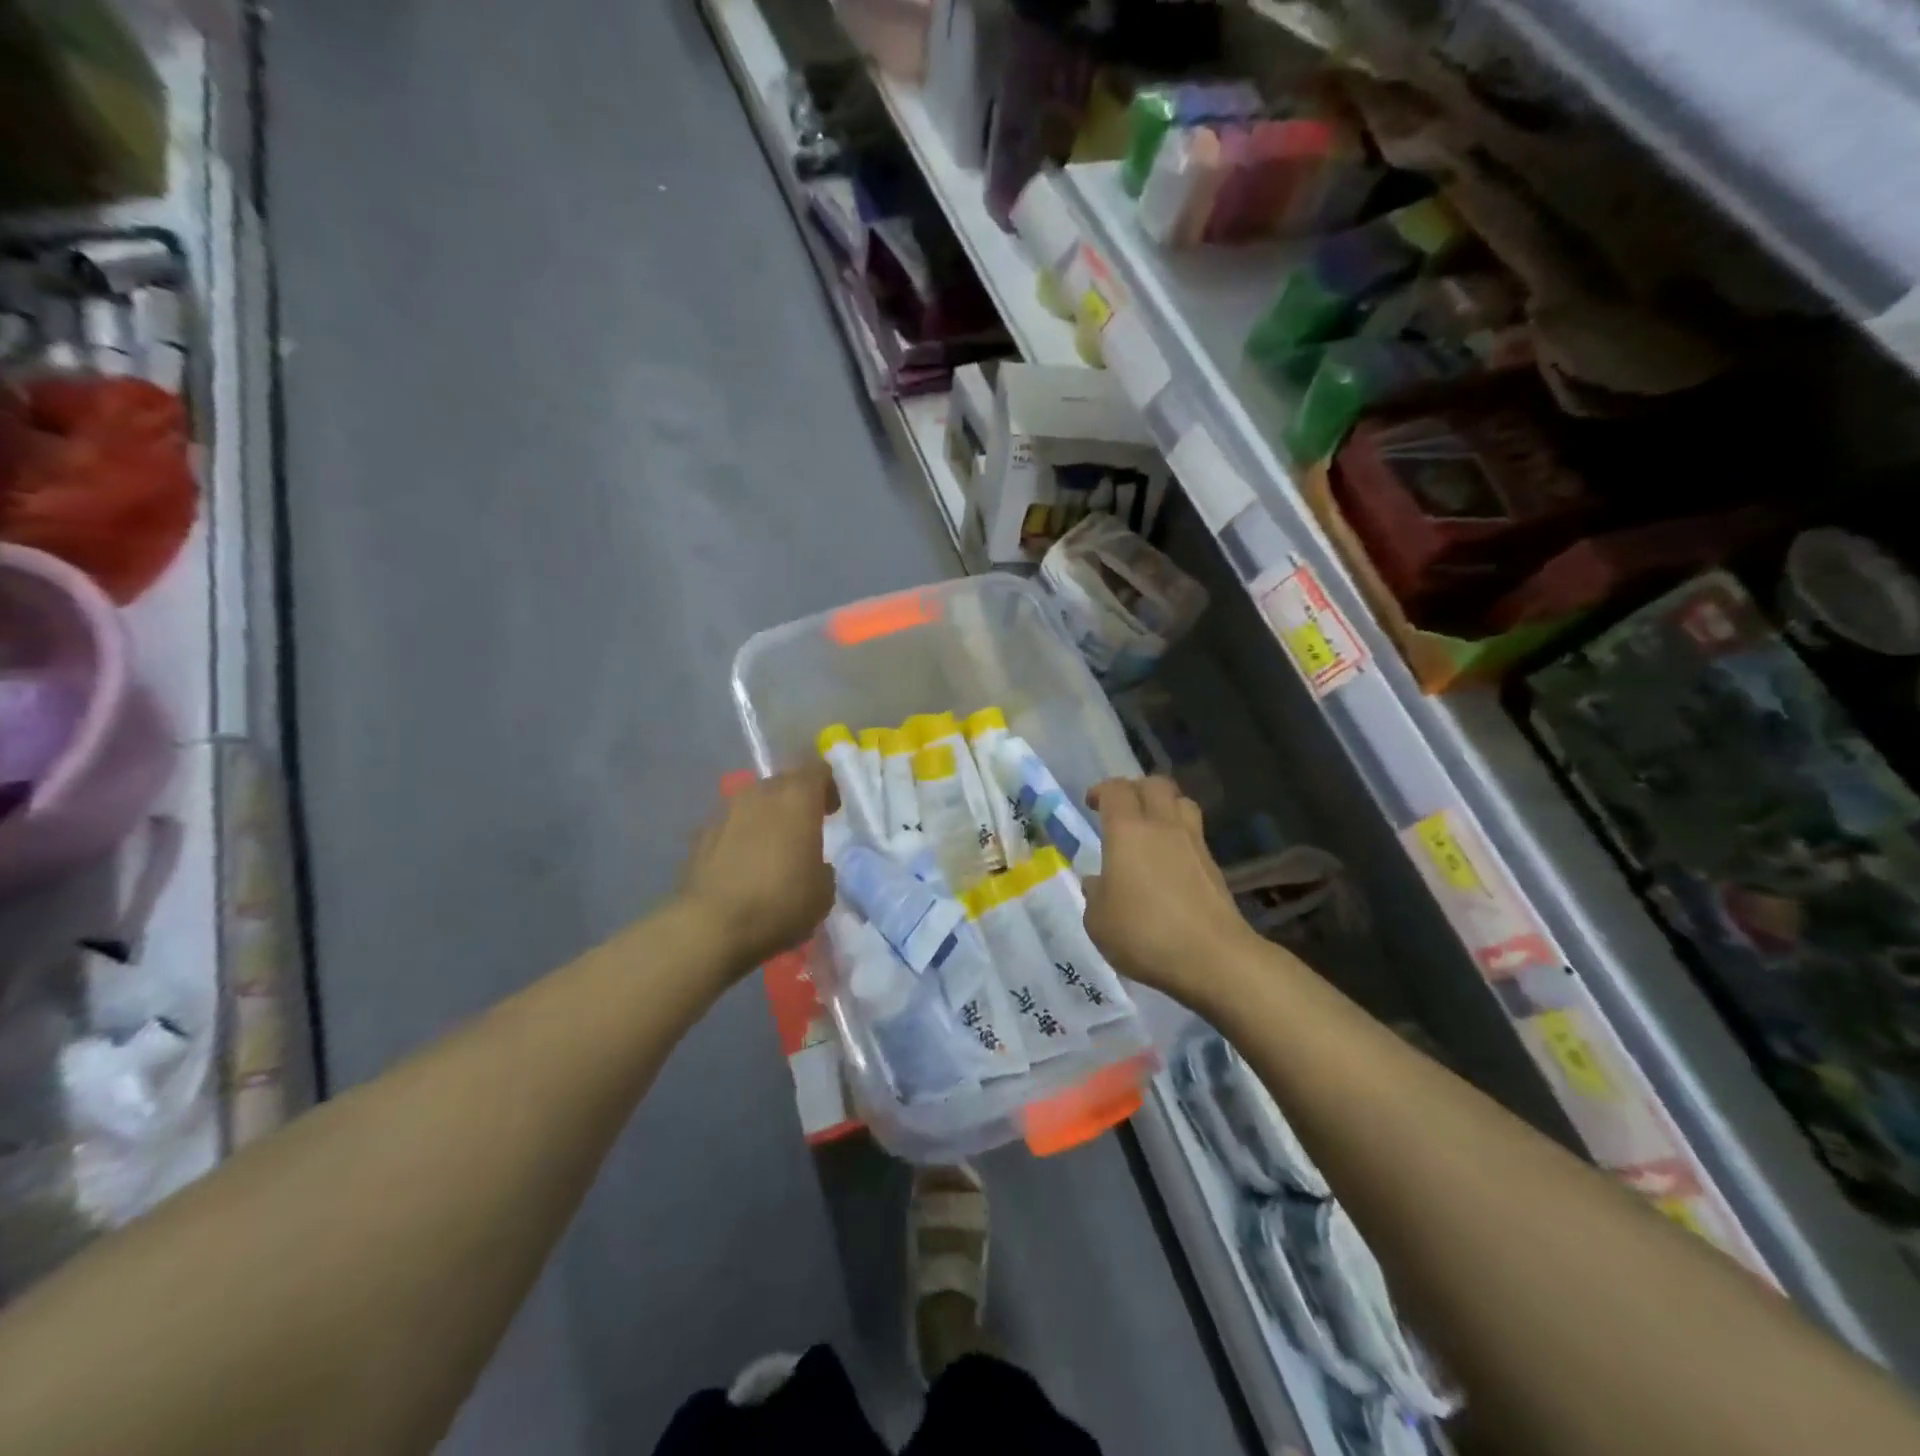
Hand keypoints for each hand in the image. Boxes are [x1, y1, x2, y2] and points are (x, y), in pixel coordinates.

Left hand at [678, 762, 837, 975]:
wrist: (711, 926)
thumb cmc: (780, 903)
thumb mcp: (823, 891)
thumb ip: (822, 866)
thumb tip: (812, 865)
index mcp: (797, 798)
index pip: (817, 769)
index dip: (827, 786)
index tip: (831, 811)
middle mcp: (760, 794)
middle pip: (783, 783)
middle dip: (796, 801)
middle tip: (804, 829)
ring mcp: (725, 811)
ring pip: (753, 803)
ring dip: (766, 818)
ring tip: (772, 850)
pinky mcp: (699, 835)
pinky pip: (729, 826)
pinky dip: (740, 837)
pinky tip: (742, 867)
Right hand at [1083, 776, 1259, 1006]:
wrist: (1213, 957)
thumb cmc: (1145, 934)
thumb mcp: (1099, 922)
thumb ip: (1095, 895)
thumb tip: (1098, 882)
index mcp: (1127, 832)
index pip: (1116, 790)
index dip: (1102, 790)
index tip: (1092, 804)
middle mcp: (1162, 827)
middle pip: (1155, 784)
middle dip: (1135, 789)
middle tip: (1122, 810)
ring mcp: (1194, 844)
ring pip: (1182, 803)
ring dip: (1164, 806)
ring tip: (1151, 827)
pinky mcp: (1214, 866)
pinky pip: (1195, 834)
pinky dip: (1180, 836)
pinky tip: (1170, 861)